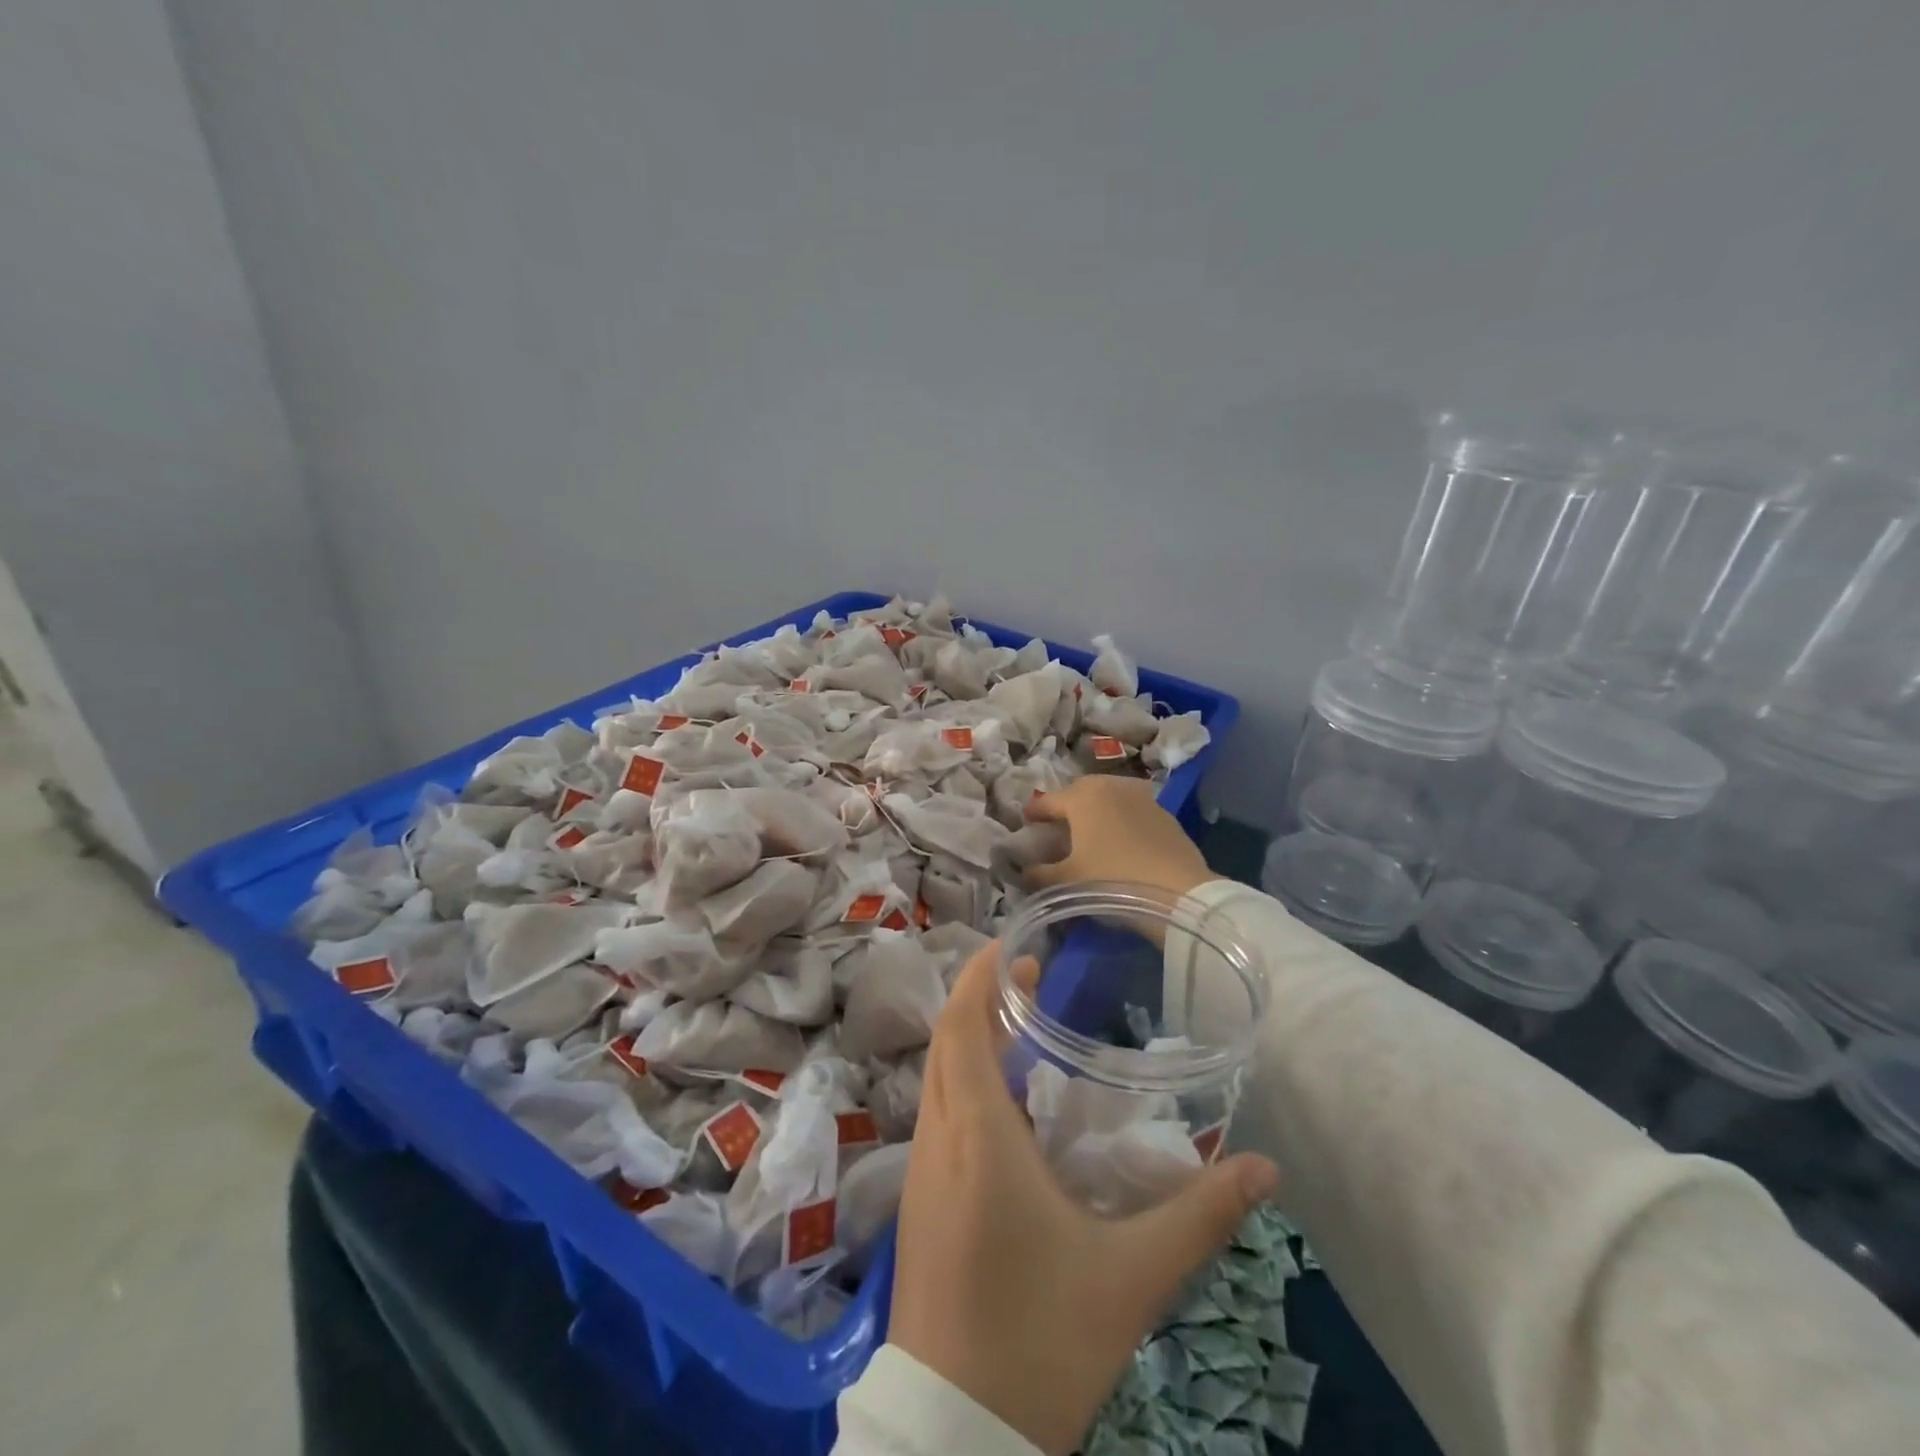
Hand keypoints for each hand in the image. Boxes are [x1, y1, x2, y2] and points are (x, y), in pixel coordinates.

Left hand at [889, 941, 1278, 1455]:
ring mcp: (920, 1174)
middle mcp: (937, 1141)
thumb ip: (1198, 1216)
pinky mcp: (917, 1205)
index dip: (978, 978)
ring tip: (1021, 1032)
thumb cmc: (1040, 1342)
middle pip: (946, 1043)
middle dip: (981, 1001)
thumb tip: (1263, 1167)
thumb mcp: (1130, 1278)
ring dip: (970, 1042)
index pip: (961, 1027)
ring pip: (936, 1079)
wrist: (952, 1438)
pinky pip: (936, 1116)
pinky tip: (1005, 1109)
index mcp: (976, 1137)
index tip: (1012, 948)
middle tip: (1031, 982)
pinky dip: (963, 1084)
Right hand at [1025, 777, 1214, 899]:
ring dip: (1096, 810)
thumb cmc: (1112, 879)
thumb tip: (1024, 871)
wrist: (1178, 892)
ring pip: (1109, 797)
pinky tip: (1120, 842)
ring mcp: (1142, 797)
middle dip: (1066, 805)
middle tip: (1058, 826)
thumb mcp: (1067, 882)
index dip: (1034, 812)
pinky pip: (1132, 811)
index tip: (1025, 822)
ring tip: (1090, 832)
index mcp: (1082, 797)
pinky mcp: (1164, 814)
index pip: (1048, 801)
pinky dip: (1120, 820)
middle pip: (1080, 792)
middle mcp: (1110, 786)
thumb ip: (1039, 874)